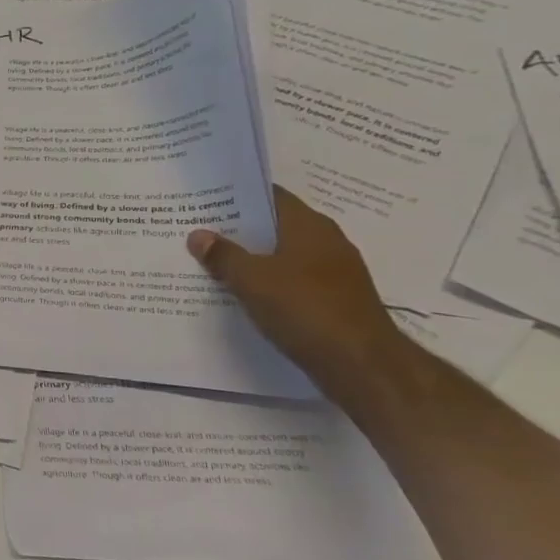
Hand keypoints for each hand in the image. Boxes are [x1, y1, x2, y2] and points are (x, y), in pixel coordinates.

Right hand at [187, 186, 404, 391]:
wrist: (361, 365)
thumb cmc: (305, 308)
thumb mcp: (252, 279)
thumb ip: (223, 255)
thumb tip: (198, 235)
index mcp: (309, 226)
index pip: (270, 196)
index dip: (238, 195)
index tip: (205, 198)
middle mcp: (326, 242)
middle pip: (275, 226)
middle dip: (239, 228)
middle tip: (198, 229)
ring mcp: (333, 272)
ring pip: (282, 255)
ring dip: (252, 257)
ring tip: (212, 261)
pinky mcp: (334, 300)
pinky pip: (292, 280)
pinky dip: (267, 282)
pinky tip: (241, 292)